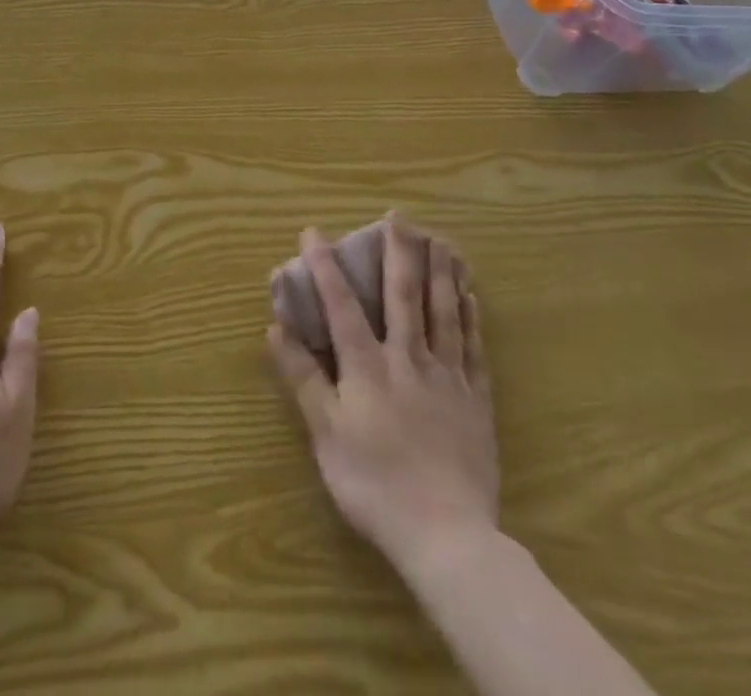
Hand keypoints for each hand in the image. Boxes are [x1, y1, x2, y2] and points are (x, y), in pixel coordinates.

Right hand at [267, 215, 498, 571]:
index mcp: (366, 366)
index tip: (314, 232)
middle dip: (398, 251)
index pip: (341, 304)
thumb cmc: (374, 484)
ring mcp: (446, 376)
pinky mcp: (476, 399)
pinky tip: (470, 294)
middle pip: (402, 294)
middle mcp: (407, 358)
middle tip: (398, 216)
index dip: (325, 266)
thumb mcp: (325, 434)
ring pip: (443, 311)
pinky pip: (473, 347)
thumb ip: (303, 377)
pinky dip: (470, 317)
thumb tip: (274, 328)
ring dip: (439, 271)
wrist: (446, 535)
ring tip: (441, 239)